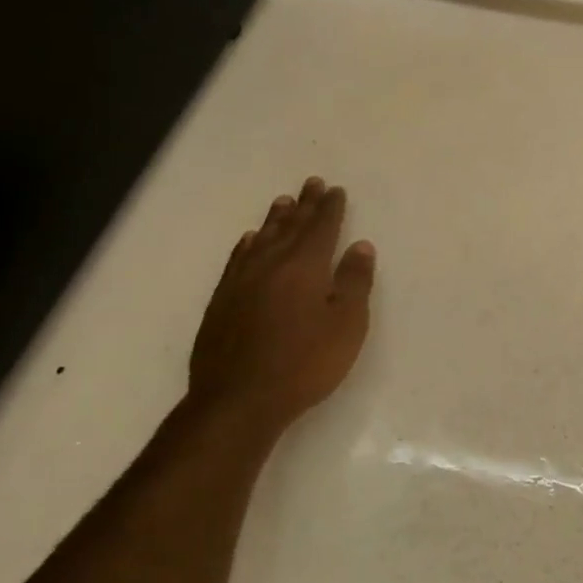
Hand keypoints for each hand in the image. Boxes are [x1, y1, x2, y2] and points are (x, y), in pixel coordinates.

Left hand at [187, 177, 375, 431]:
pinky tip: (248, 241)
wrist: (240, 399)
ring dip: (275, 219)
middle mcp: (270, 264)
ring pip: (261, 239)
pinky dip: (246, 245)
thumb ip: (354, 282)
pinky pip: (237, 260)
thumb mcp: (346, 325)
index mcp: (304, 267)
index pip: (321, 228)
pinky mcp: (222, 302)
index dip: (330, 208)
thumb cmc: (305, 363)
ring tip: (283, 202)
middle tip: (312, 183)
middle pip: (290, 227)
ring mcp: (241, 282)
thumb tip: (360, 246)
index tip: (335, 190)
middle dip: (305, 205)